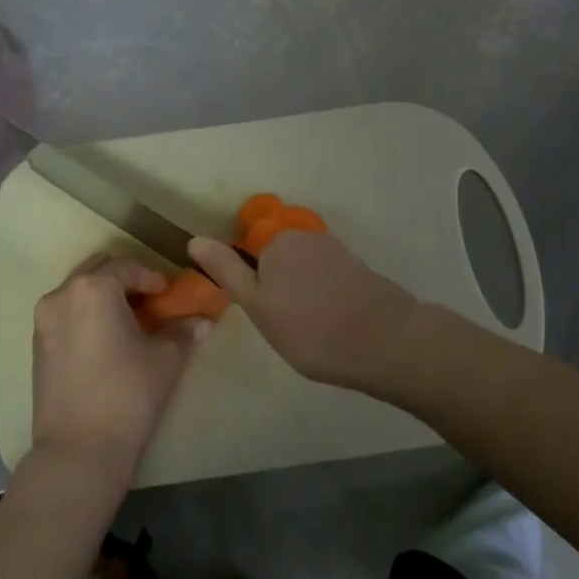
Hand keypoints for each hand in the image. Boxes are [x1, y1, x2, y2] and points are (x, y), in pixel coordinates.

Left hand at [30, 254, 207, 480]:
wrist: (79, 450)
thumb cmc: (127, 395)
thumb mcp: (165, 360)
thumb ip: (183, 332)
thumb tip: (203, 320)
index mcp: (93, 288)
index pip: (128, 267)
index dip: (153, 278)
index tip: (170, 295)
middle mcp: (62, 295)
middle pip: (97, 269)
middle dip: (124, 279)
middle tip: (149, 301)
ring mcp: (44, 320)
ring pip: (77, 291)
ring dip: (103, 296)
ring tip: (128, 321)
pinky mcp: (36, 345)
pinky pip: (65, 314)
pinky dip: (86, 315)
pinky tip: (106, 340)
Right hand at [188, 231, 422, 392]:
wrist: (384, 341)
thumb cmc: (309, 328)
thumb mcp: (257, 305)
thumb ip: (227, 271)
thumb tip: (194, 239)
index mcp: (277, 242)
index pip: (251, 260)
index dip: (255, 291)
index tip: (267, 318)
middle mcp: (307, 237)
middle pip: (280, 264)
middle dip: (280, 290)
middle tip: (287, 328)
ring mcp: (338, 252)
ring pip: (306, 275)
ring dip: (305, 297)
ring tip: (314, 332)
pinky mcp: (360, 270)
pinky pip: (331, 283)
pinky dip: (328, 301)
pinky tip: (336, 326)